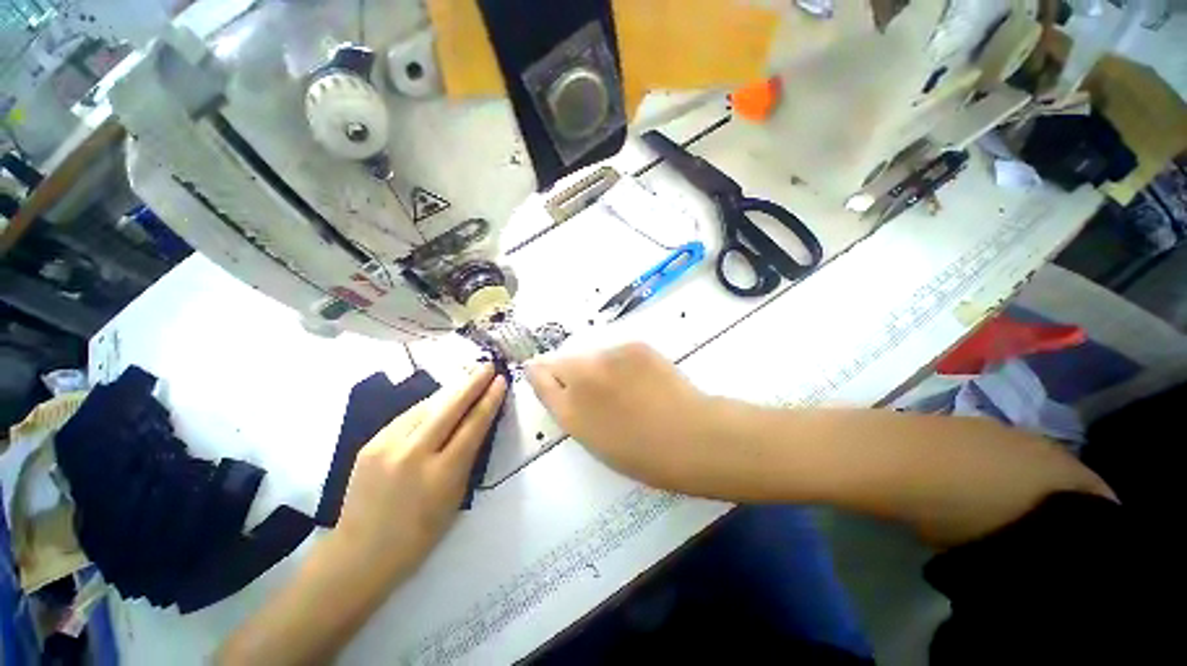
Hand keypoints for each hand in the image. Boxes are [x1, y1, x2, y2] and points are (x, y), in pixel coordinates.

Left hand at [332, 363, 506, 576]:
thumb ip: (467, 458)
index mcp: (442, 474)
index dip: (490, 400)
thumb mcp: (455, 498)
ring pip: (428, 406)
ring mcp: (388, 446)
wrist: (360, 552)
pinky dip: (429, 404)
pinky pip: (408, 415)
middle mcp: (415, 454)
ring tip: (468, 375)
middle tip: (488, 365)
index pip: (473, 425)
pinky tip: (440, 398)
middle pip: (451, 407)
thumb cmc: (419, 535)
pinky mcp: (371, 443)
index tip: (501, 381)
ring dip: (451, 389)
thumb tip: (477, 424)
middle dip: (473, 383)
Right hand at [526, 343, 724, 492]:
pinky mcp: (633, 345)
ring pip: (592, 355)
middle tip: (596, 389)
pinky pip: (617, 352)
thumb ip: (570, 410)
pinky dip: (622, 362)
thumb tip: (558, 386)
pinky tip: (642, 378)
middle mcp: (582, 375)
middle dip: (570, 371)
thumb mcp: (594, 440)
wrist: (690, 436)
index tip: (543, 373)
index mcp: (569, 408)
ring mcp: (609, 356)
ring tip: (625, 387)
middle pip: (562, 361)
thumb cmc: (642, 454)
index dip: (540, 373)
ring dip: (598, 366)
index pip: (540, 377)